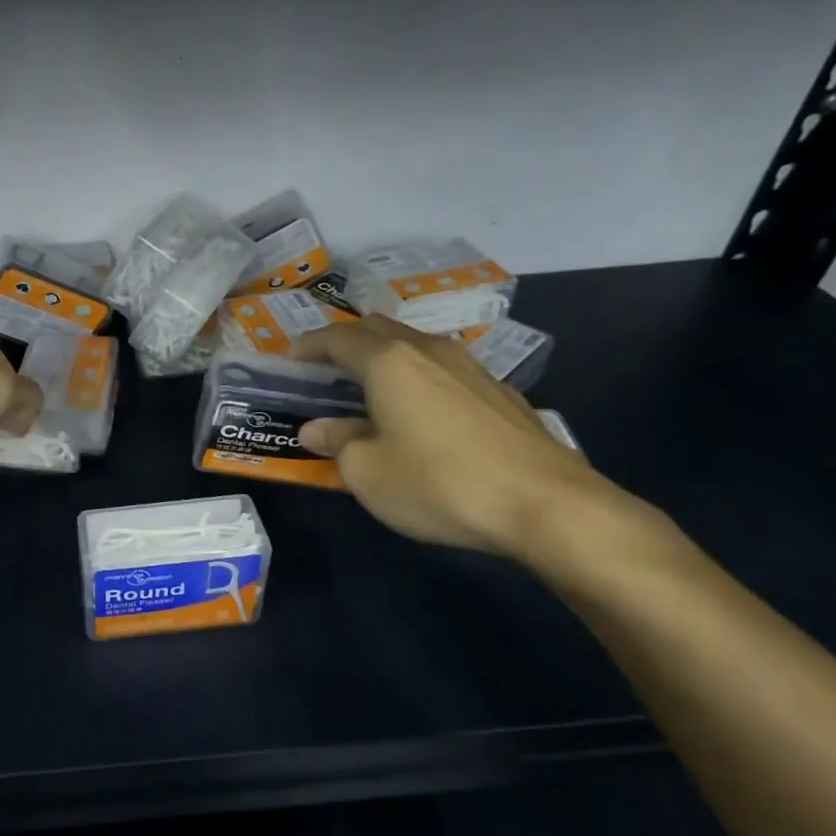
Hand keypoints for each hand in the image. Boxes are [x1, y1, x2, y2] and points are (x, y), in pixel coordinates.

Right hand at [293, 315, 605, 558]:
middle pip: (377, 330)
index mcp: (388, 362)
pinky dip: (417, 378)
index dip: (307, 346)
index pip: (336, 338)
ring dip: (384, 359)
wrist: (547, 505)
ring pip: (413, 346)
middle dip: (345, 344)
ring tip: (369, 389)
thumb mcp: (368, 472)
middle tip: (325, 371)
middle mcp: (428, 351)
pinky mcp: (499, 392)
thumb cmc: (439, 483)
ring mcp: (470, 367)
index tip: (288, 361)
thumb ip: (337, 442)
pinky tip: (420, 412)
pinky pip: (442, 369)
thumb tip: (317, 430)